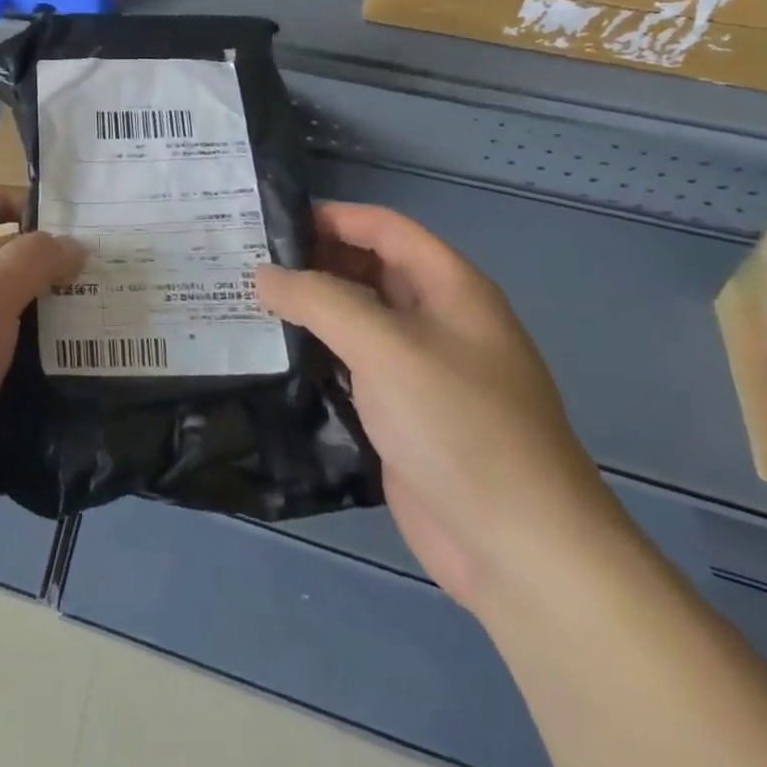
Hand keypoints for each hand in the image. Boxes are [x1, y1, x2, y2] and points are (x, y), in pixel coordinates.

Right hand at [255, 203, 625, 613]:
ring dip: (310, 306)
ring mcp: (420, 368)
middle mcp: (437, 319)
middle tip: (247, 260)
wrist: (519, 550)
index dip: (331, 216)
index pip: (383, 227)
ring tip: (247, 299)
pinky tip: (273, 351)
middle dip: (314, 259)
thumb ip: (317, 300)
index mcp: (451, 288)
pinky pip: (352, 363)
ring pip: (357, 317)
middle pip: (369, 268)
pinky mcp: (402, 411)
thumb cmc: (458, 425)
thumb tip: (263, 274)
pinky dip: (316, 350)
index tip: (269, 222)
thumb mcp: (383, 346)